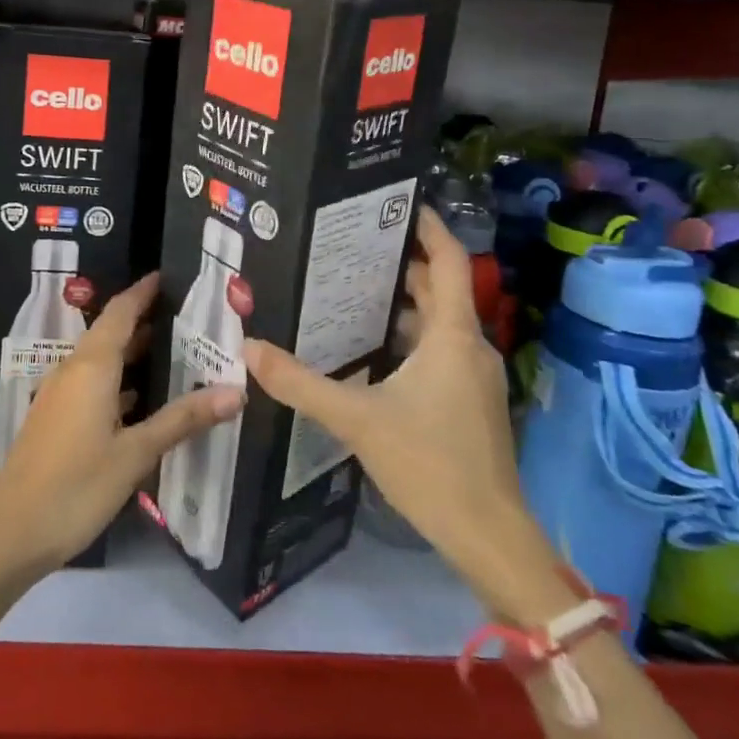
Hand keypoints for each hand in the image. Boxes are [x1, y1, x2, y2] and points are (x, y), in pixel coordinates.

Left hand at [0, 273, 245, 576]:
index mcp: (92, 366)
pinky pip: (92, 384)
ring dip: (132, 352)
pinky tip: (140, 399)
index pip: (120, 312)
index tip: (167, 276)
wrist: (12, 531)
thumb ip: (183, 419)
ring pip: (101, 360)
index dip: (142, 292)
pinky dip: (118, 381)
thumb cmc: (77, 485)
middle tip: (184, 314)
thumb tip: (235, 392)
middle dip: (143, 319)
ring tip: (172, 350)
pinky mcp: (56, 420)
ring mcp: (61, 395)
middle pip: (110, 332)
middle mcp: (73, 370)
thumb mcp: (136, 452)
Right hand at [244, 207, 567, 621]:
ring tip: (350, 287)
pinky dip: (407, 336)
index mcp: (452, 336)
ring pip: (437, 322)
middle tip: (351, 244)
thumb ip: (301, 383)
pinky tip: (368, 347)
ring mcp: (472, 376)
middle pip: (439, 288)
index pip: (449, 262)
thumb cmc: (431, 464)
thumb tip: (249, 350)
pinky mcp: (467, 402)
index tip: (398, 202)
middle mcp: (468, 346)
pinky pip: (437, 350)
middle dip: (401, 263)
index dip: (430, 227)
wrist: (488, 536)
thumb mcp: (357, 419)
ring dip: (401, 302)